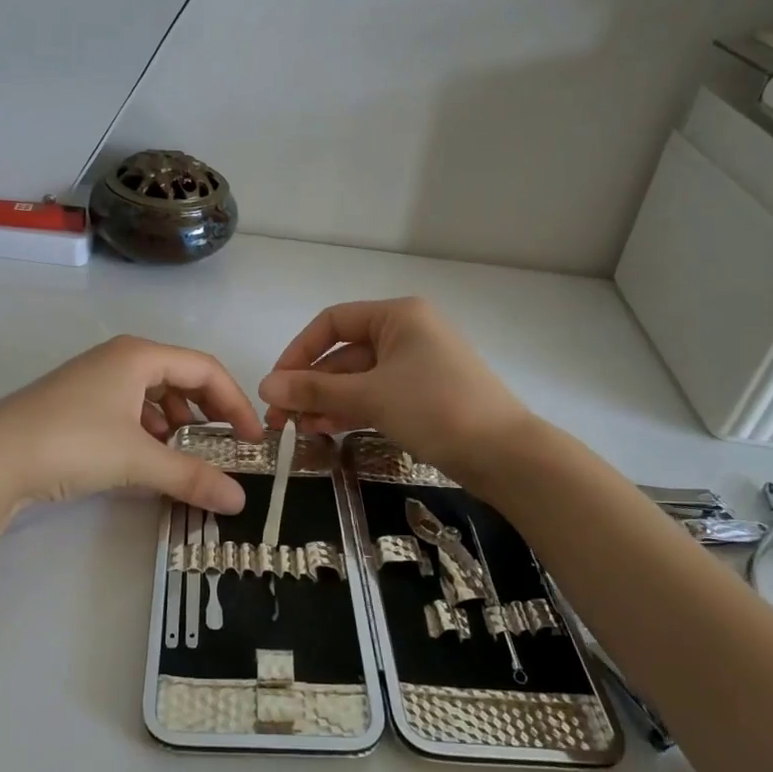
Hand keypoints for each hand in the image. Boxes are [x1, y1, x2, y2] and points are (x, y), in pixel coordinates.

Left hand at [0, 335, 263, 515]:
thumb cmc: (70, 443)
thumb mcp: (137, 459)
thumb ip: (191, 476)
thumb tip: (239, 500)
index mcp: (139, 355)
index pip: (205, 370)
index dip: (235, 403)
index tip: (253, 441)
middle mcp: (119, 359)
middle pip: (181, 379)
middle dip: (208, 413)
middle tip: (225, 448)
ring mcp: (95, 380)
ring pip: (154, 396)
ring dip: (177, 425)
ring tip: (186, 457)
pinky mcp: (77, 405)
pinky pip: (130, 410)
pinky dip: (149, 432)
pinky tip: (148, 459)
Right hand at [259, 298, 533, 481]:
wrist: (506, 455)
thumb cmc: (436, 408)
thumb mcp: (370, 397)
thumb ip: (315, 390)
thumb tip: (265, 386)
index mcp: (398, 316)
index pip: (333, 322)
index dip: (299, 351)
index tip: (276, 384)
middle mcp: (408, 332)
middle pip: (344, 353)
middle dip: (311, 384)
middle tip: (281, 418)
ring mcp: (418, 365)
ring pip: (360, 378)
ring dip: (327, 401)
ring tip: (298, 429)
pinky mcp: (425, 395)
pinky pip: (378, 395)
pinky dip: (352, 410)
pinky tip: (327, 430)